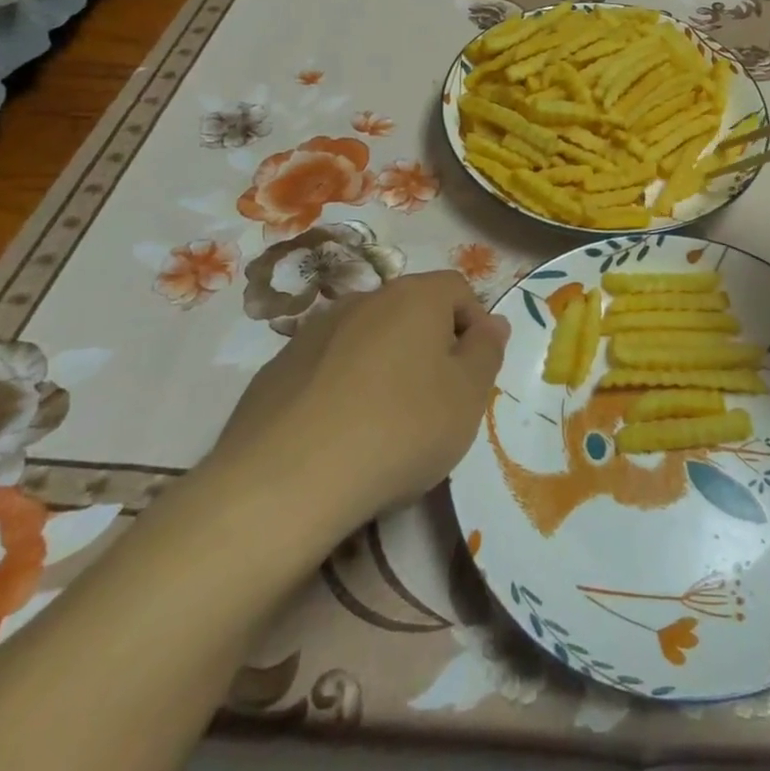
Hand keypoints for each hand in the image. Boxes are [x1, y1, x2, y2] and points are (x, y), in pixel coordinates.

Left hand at [209, 272, 508, 526]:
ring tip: (385, 422)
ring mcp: (313, 331)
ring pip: (367, 337)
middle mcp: (363, 299)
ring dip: (385, 365)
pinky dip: (341, 388)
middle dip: (430, 346)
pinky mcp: (276, 369)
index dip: (474, 325)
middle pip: (411, 310)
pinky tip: (339, 435)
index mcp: (415, 297)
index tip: (474, 372)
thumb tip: (492, 322)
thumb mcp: (468, 396)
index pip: (457, 289)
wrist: (285, 482)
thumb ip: (488, 351)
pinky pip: (326, 367)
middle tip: (436, 400)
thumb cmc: (400, 429)